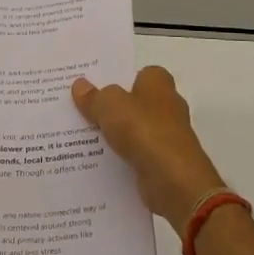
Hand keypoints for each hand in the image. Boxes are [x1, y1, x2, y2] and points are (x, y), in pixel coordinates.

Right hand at [72, 66, 226, 224]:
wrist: (174, 180)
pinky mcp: (164, 163)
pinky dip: (122, 159)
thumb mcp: (109, 106)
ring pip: (135, 131)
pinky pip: (137, 156)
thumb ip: (94, 96)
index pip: (142, 73)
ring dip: (116, 135)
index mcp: (159, 84)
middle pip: (136, 102)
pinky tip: (98, 162)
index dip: (121, 78)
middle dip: (114, 107)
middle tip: (82, 110)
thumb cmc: (144, 130)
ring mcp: (168, 137)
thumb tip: (80, 85)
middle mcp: (167, 107)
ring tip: (82, 138)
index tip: (97, 86)